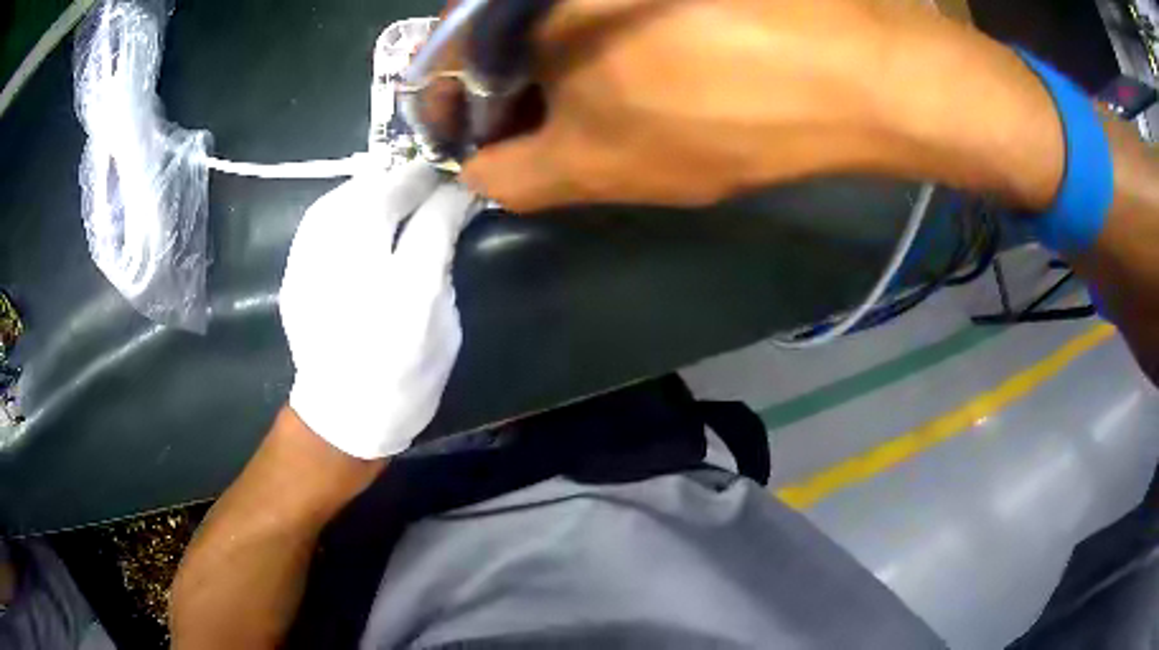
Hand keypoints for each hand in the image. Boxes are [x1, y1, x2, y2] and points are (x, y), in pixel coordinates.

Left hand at [279, 161, 478, 458]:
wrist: (344, 415)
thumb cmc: (406, 378)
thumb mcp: (444, 326)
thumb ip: (444, 263)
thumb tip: (451, 210)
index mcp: (405, 301)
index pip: (432, 223)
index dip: (450, 194)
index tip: (463, 181)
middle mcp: (355, 281)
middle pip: (378, 200)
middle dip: (408, 178)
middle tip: (428, 175)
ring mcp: (313, 276)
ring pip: (341, 201)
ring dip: (372, 183)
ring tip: (393, 182)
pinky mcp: (293, 275)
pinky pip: (318, 218)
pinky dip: (342, 201)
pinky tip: (358, 204)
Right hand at [462, 0, 909, 211]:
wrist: (850, 69)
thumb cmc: (721, 111)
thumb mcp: (604, 163)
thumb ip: (518, 175)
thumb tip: (478, 173)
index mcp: (528, 3)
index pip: (450, 54)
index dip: (452, 107)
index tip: (470, 147)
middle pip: (500, 36)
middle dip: (504, 93)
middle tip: (529, 140)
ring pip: (555, 25)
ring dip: (554, 73)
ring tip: (586, 115)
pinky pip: (607, 16)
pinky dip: (601, 51)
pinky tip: (634, 79)